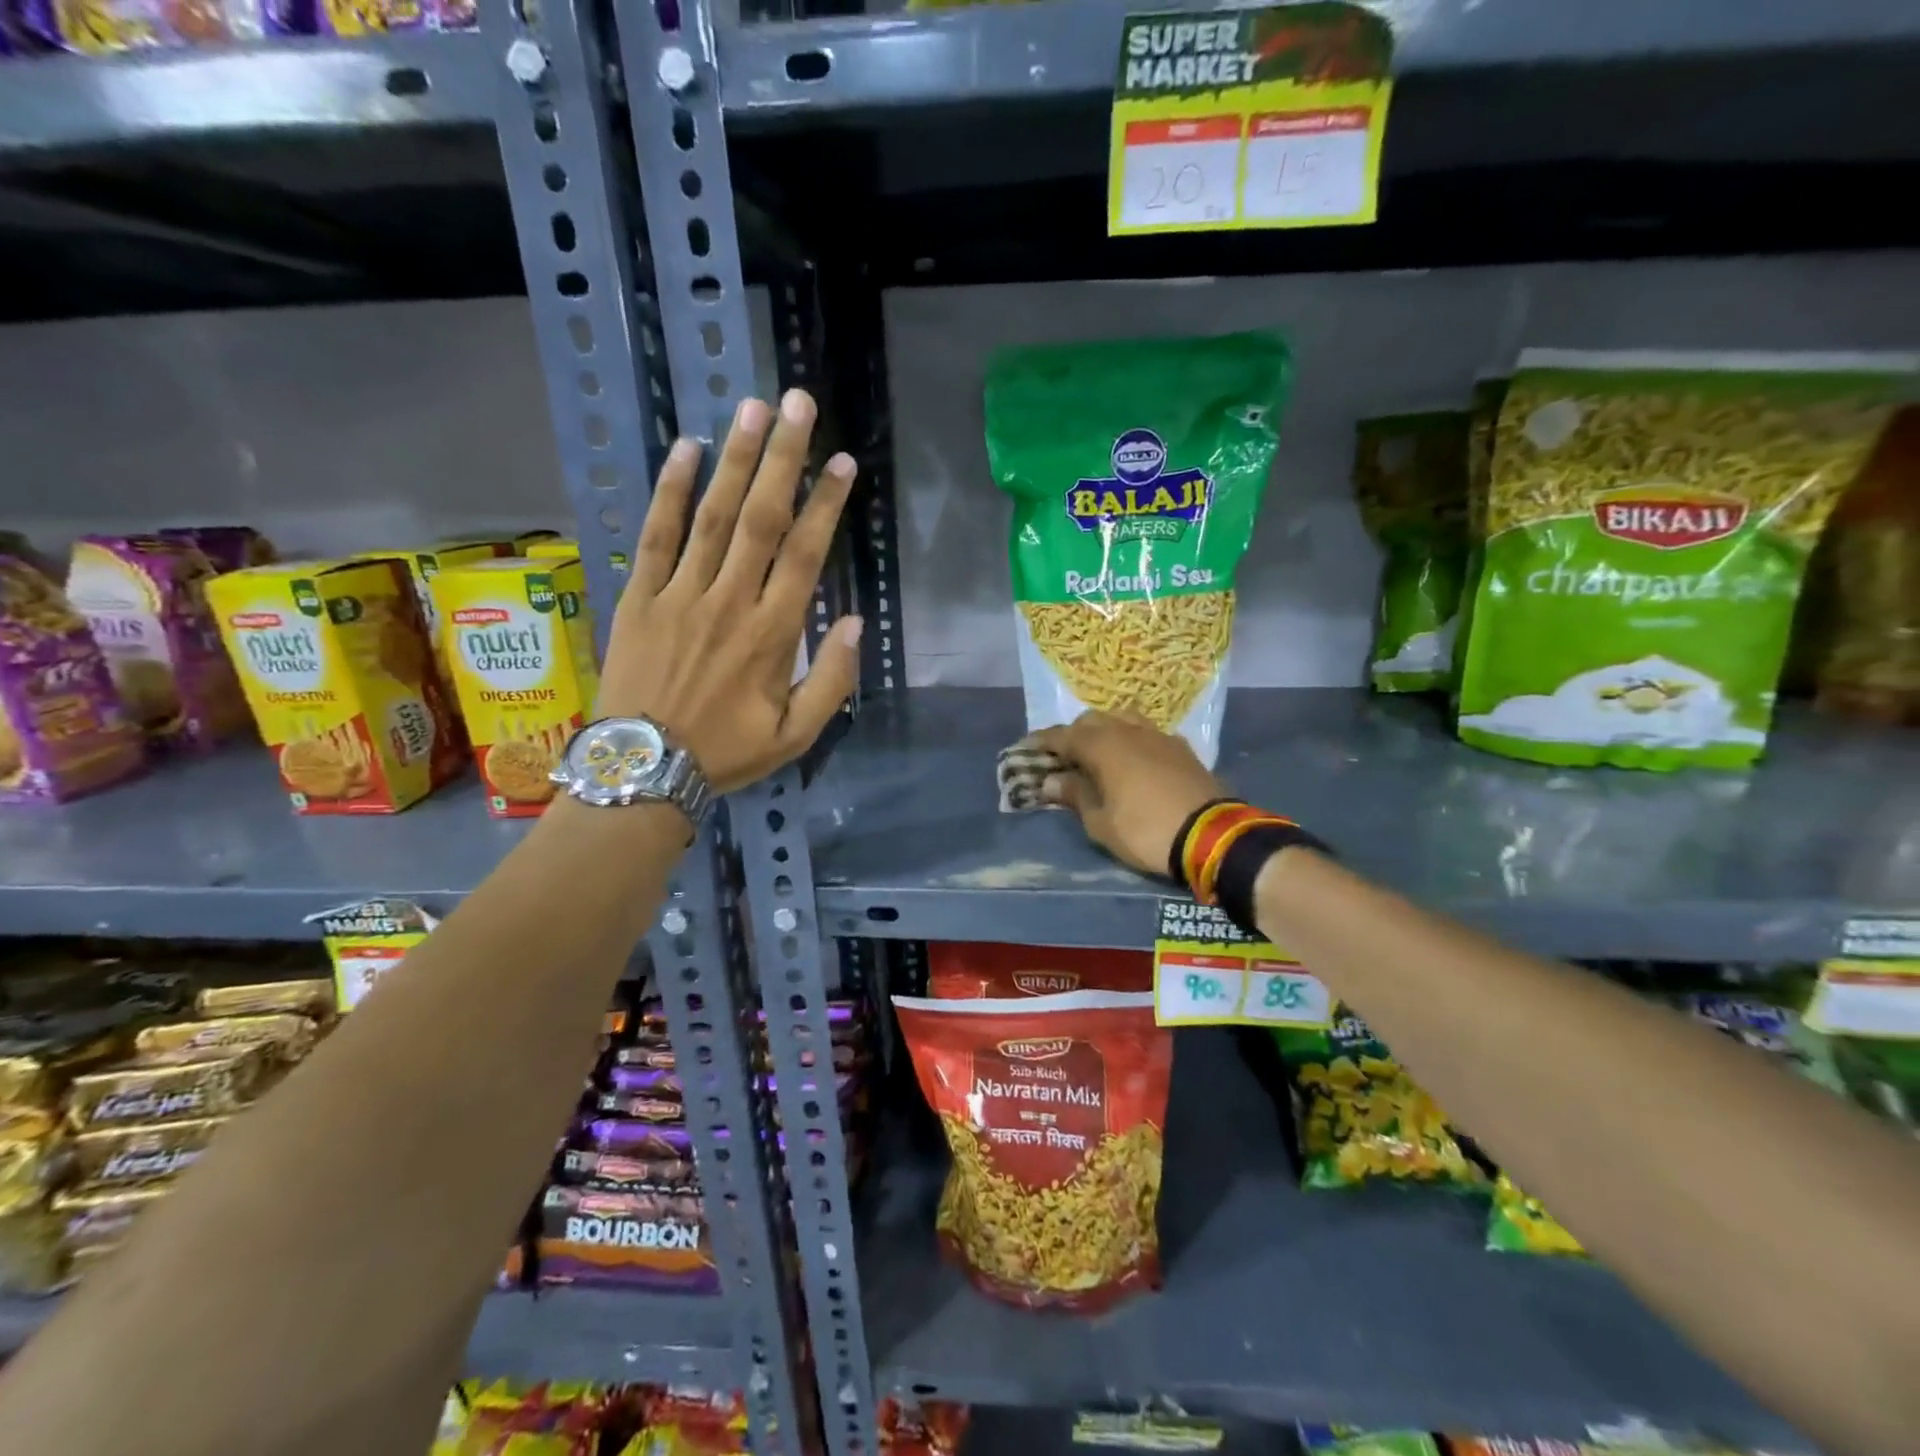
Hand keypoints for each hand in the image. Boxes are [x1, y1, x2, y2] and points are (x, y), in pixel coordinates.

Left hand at [596, 389, 860, 792]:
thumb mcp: (795, 736)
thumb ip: (832, 681)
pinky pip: (657, 535)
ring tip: (753, 410)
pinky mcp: (640, 597)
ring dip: (735, 461)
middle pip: (761, 519)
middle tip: (798, 405)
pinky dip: (671, 491)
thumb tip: (856, 622)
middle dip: (783, 459)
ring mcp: (680, 595)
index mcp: (772, 635)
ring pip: (714, 517)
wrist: (643, 770)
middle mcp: (729, 602)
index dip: (825, 505)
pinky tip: (686, 450)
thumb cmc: (726, 753)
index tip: (842, 462)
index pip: (805, 556)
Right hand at [1031, 711, 1222, 877]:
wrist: (1212, 835)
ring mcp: (1158, 736)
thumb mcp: (1101, 823)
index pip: (1063, 736)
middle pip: (1092, 720)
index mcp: (1103, 746)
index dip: (1042, 741)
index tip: (1026, 748)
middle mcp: (1128, 731)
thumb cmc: (1146, 831)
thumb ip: (1075, 796)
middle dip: (1074, 734)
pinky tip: (1133, 759)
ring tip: (1098, 752)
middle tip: (1063, 757)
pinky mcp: (1181, 748)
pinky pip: (1147, 733)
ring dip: (1105, 731)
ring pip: (1122, 719)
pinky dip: (1131, 740)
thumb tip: (1052, 780)